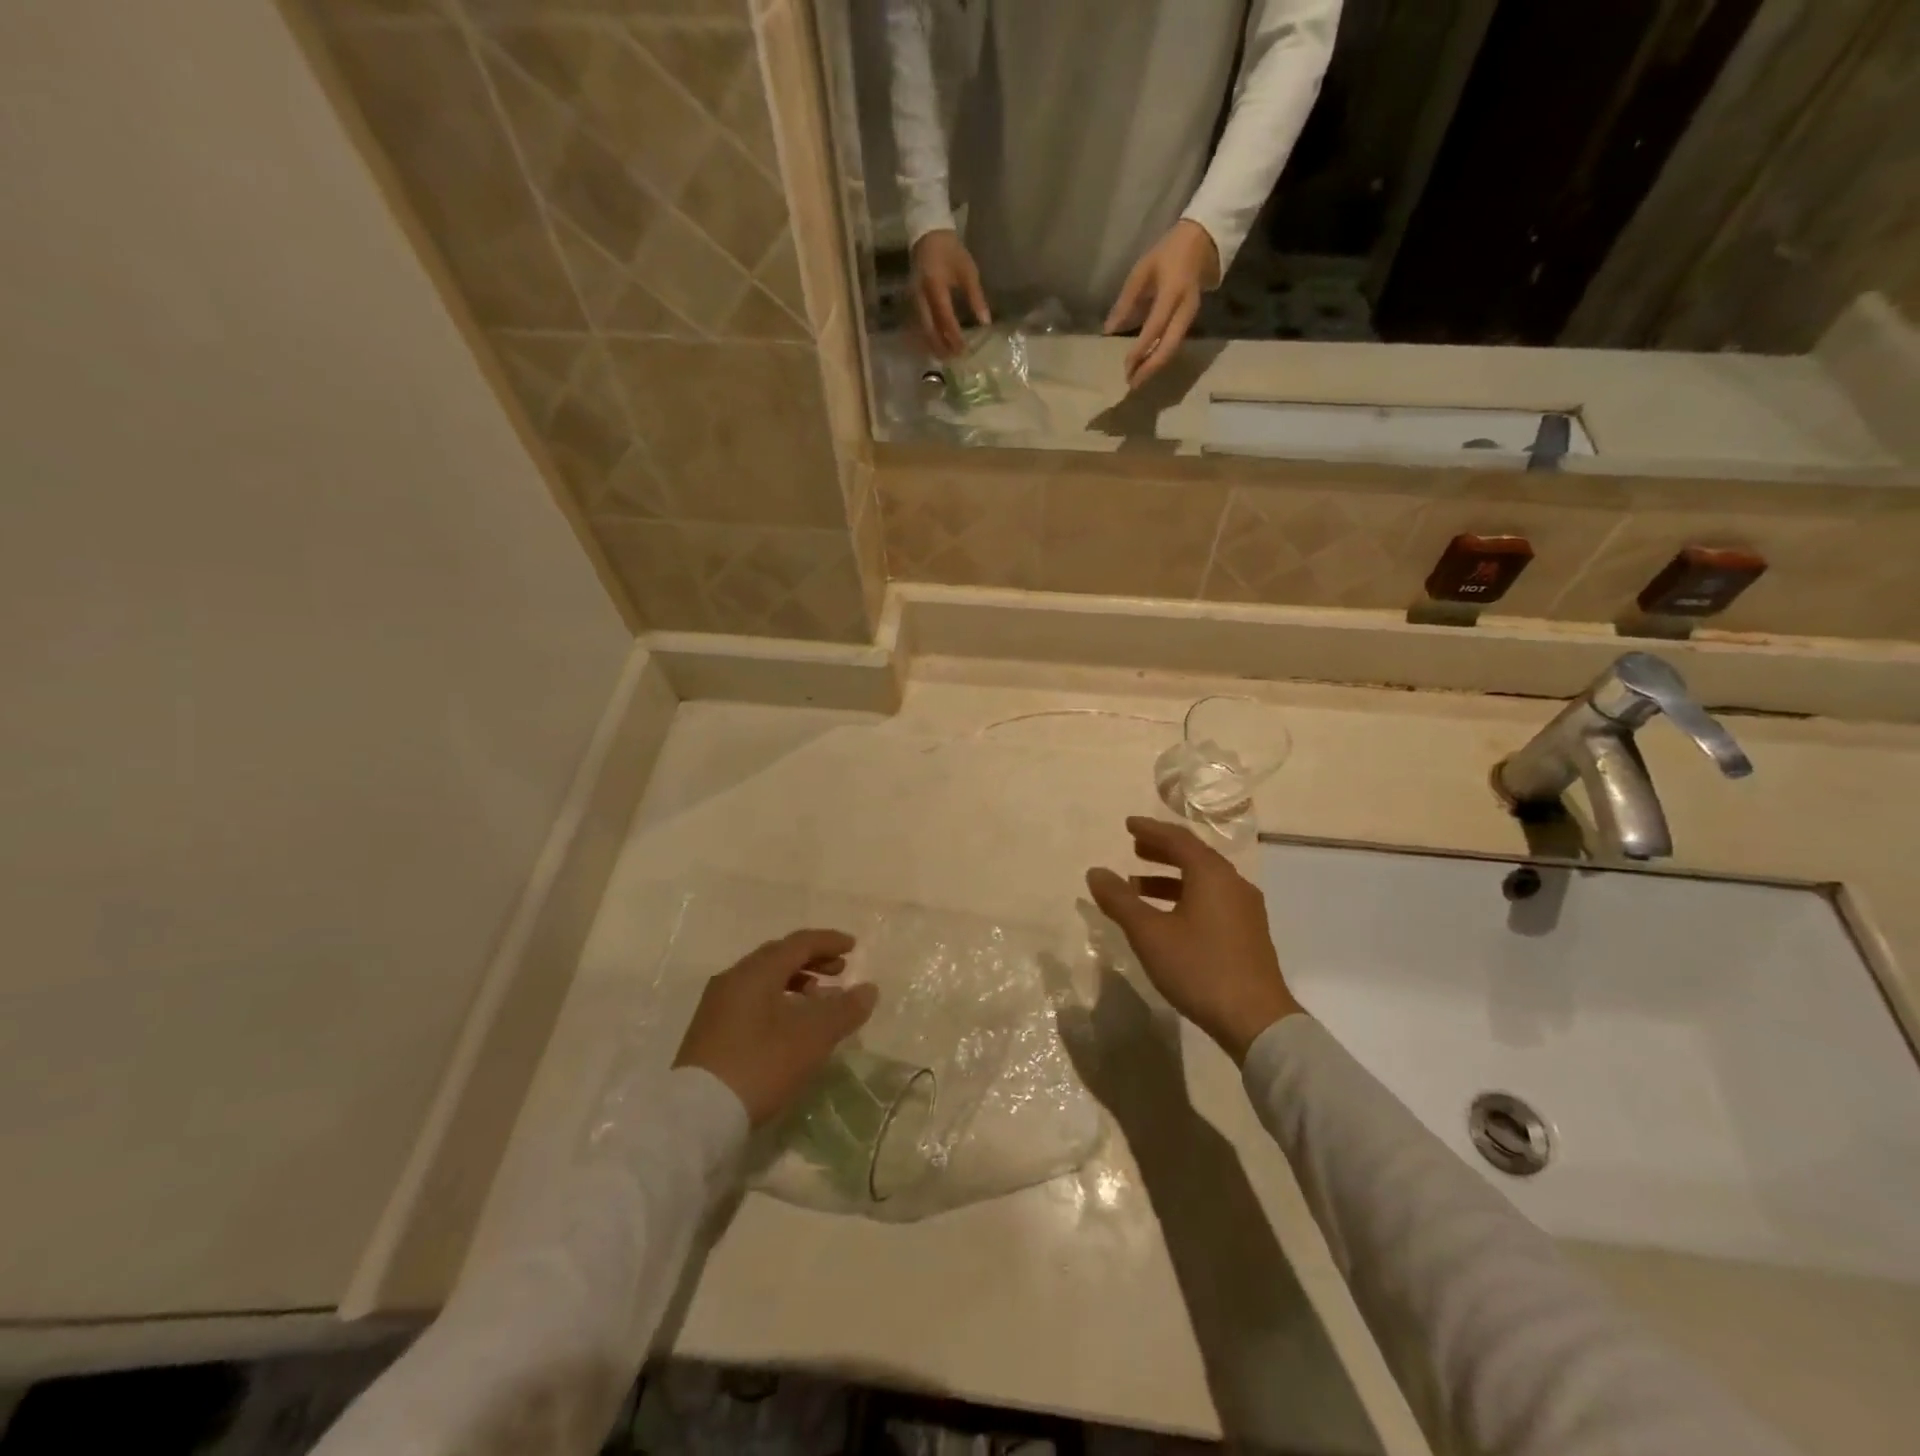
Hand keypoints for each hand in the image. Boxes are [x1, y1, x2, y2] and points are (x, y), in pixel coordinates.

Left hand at [673, 930, 877, 1126]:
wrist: (697, 1117)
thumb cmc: (760, 1065)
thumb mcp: (811, 1038)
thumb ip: (844, 1010)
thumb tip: (868, 989)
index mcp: (756, 971)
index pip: (799, 943)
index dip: (829, 942)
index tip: (854, 947)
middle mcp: (734, 978)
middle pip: (779, 956)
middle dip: (813, 960)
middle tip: (840, 972)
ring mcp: (718, 1004)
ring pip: (764, 979)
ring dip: (796, 982)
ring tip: (819, 1001)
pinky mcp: (711, 1030)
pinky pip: (752, 999)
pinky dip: (778, 1000)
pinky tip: (790, 1025)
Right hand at [910, 229, 990, 356]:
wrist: (928, 236)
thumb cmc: (951, 252)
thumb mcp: (968, 272)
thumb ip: (976, 298)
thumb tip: (985, 323)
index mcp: (935, 286)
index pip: (945, 318)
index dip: (954, 336)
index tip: (965, 349)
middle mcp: (921, 297)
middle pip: (930, 329)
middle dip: (942, 346)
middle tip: (955, 359)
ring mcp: (914, 301)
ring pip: (922, 331)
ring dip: (934, 346)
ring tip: (947, 358)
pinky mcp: (912, 303)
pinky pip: (919, 326)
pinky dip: (929, 338)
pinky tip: (937, 347)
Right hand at [1086, 816, 1301, 1062]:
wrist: (1256, 1021)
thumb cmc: (1199, 968)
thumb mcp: (1150, 934)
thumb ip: (1120, 901)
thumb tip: (1095, 872)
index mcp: (1212, 875)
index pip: (1178, 839)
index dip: (1150, 830)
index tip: (1128, 824)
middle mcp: (1233, 884)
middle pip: (1194, 856)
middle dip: (1161, 851)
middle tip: (1134, 849)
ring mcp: (1245, 910)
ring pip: (1203, 881)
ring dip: (1170, 878)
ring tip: (1138, 887)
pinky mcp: (1248, 933)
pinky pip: (1212, 899)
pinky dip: (1185, 897)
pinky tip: (1167, 917)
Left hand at [1103, 220, 1220, 390]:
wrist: (1202, 243)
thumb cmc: (1167, 255)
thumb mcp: (1142, 271)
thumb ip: (1126, 301)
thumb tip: (1109, 329)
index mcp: (1173, 293)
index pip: (1155, 328)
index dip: (1140, 349)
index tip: (1126, 366)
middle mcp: (1185, 310)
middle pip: (1169, 347)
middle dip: (1150, 368)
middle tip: (1131, 384)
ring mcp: (1190, 318)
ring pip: (1173, 350)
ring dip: (1154, 367)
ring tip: (1136, 381)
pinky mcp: (1190, 322)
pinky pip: (1174, 345)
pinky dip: (1160, 359)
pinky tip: (1146, 367)